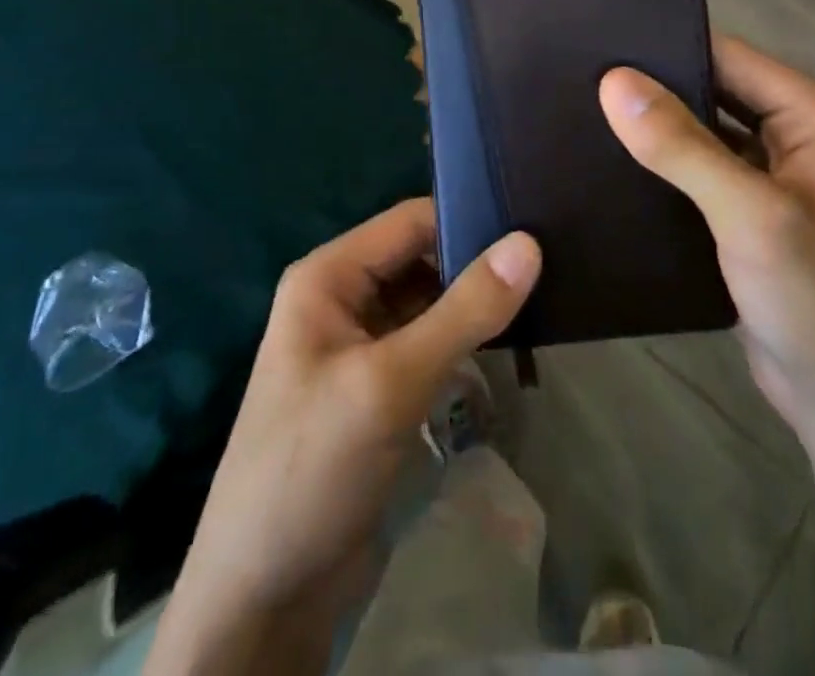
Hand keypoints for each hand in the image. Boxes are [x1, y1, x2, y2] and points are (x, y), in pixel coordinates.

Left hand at [147, 199, 540, 675]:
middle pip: (421, 258)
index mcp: (329, 276)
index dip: (467, 217)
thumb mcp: (391, 382)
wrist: (263, 597)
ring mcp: (361, 345)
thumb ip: (463, 312)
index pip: (410, 221)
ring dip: (474, 302)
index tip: (533, 223)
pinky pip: (428, 343)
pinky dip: (464, 340)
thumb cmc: (313, 467)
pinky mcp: (379, 387)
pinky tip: (511, 338)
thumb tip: (529, 243)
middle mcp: (343, 298)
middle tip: (551, 258)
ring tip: (546, 289)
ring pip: (429, 301)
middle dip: (476, 261)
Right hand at [599, 35, 814, 441]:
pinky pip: (697, 179)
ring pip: (700, 137)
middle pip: (713, 93)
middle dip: (653, 88)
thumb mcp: (752, 216)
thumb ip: (682, 146)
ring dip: (653, 130)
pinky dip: (661, 172)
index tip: (597, 41)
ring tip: (577, 111)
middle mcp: (794, 140)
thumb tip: (613, 81)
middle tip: (575, 76)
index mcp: (813, 117)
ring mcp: (770, 184)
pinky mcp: (747, 223)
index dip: (668, 45)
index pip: (729, 57)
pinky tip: (607, 166)